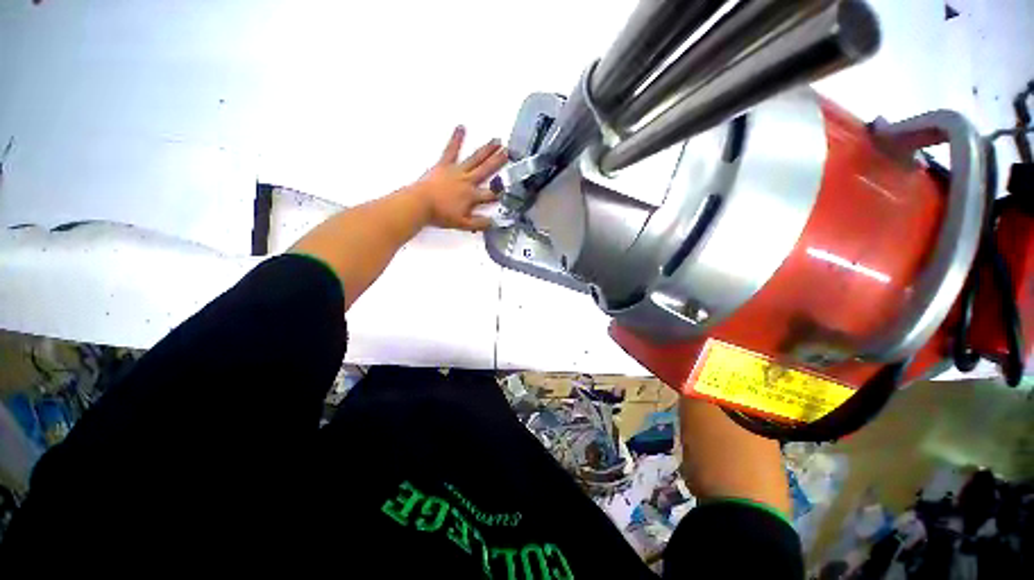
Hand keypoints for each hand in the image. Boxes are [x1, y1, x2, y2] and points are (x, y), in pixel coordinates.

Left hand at [409, 126, 507, 231]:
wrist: (420, 204)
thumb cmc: (441, 214)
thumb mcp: (462, 224)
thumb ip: (479, 223)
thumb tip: (493, 222)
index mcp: (472, 196)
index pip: (491, 194)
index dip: (502, 191)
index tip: (512, 185)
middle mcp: (467, 181)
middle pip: (486, 170)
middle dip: (498, 162)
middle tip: (508, 152)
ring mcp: (456, 171)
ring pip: (475, 159)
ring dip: (486, 150)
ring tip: (496, 141)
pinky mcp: (444, 165)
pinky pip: (451, 150)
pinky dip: (456, 139)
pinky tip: (461, 128)